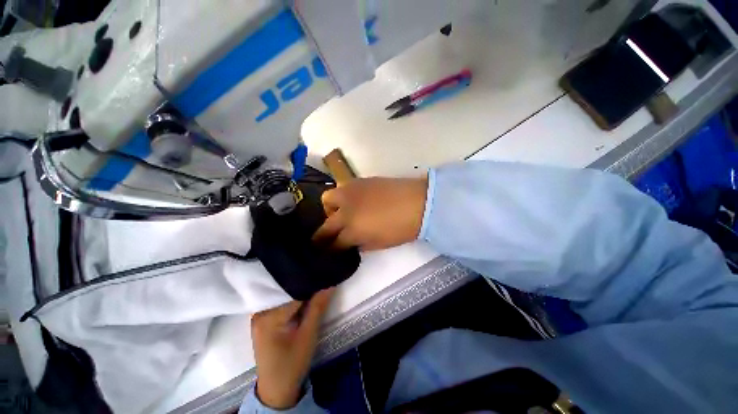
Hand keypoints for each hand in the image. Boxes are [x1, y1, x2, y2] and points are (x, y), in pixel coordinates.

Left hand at [251, 288, 334, 408]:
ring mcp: (259, 316)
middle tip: (321, 278)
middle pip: (285, 292)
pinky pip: (280, 302)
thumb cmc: (292, 364)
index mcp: (268, 317)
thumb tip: (329, 283)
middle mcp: (259, 312)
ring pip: (283, 296)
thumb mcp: (308, 335)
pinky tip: (303, 297)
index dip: (310, 284)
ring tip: (315, 284)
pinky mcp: (263, 320)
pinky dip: (292, 299)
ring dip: (298, 292)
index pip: (292, 292)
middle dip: (304, 286)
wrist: (276, 389)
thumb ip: (318, 307)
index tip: (323, 276)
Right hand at [313, 177, 427, 250]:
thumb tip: (352, 242)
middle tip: (326, 237)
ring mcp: (350, 192)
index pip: (335, 243)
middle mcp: (346, 210)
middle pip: (326, 224)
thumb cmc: (401, 228)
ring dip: (330, 209)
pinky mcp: (358, 180)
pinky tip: (353, 201)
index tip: (329, 251)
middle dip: (323, 234)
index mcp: (353, 230)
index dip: (331, 249)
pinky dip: (342, 197)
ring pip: (327, 199)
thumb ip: (361, 244)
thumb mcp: (379, 244)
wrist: (417, 202)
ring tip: (340, 213)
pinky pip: (342, 188)